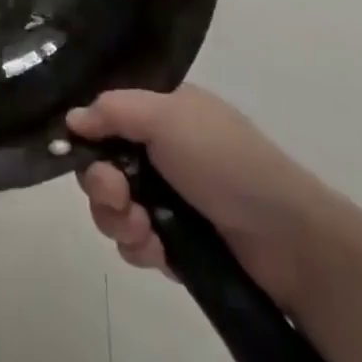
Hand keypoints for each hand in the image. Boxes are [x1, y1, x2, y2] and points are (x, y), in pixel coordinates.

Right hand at [69, 86, 338, 311]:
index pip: (107, 116)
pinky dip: (139, 246)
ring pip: (114, 206)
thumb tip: (71, 119)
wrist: (289, 241)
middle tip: (117, 194)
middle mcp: (163, 151)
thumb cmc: (225, 161)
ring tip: (141, 229)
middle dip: (100, 183)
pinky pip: (136, 242)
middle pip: (103, 163)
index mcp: (164, 112)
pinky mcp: (177, 243)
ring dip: (116, 218)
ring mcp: (170, 198)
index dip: (87, 133)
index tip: (73, 149)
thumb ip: (112, 110)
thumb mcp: (166, 116)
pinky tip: (157, 251)